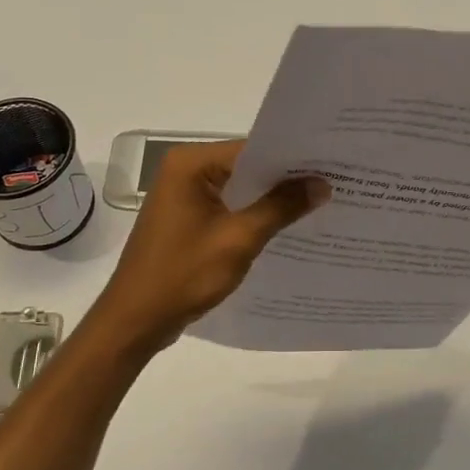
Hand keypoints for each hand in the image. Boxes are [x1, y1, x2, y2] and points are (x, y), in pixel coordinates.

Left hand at [88, 140, 328, 348]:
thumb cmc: (183, 274)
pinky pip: (228, 208)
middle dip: (285, 179)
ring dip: (271, 199)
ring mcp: (184, 196)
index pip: (252, 149)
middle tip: (334, 183)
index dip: (291, 158)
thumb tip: (321, 183)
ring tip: (319, 203)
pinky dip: (252, 216)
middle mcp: (184, 170)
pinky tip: (285, 227)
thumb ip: (280, 207)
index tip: (331, 165)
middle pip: (246, 167)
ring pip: (239, 189)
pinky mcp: (187, 219)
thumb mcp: (239, 239)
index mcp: (190, 163)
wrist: (135, 320)